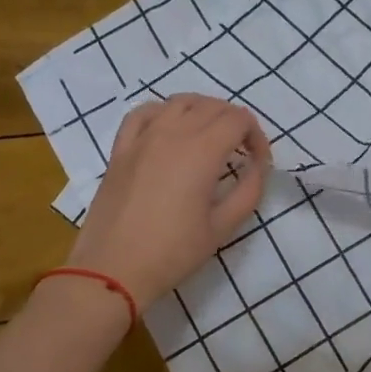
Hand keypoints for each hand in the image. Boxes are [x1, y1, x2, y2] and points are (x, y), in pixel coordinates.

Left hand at [65, 94, 270, 310]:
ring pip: (180, 101)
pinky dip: (163, 111)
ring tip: (210, 136)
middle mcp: (173, 133)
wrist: (112, 270)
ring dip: (203, 111)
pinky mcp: (121, 149)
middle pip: (213, 106)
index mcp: (202, 151)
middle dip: (235, 123)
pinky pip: (143, 112)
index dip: (257, 136)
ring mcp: (143, 137)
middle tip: (240, 151)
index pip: (239, 119)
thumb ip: (249, 189)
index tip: (258, 161)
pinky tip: (169, 128)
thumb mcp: (223, 226)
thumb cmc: (173, 252)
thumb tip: (258, 165)